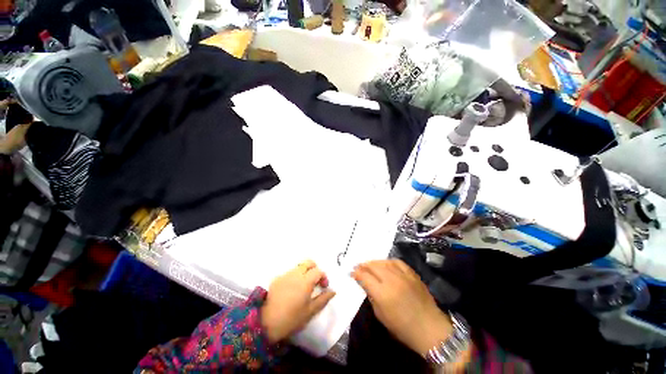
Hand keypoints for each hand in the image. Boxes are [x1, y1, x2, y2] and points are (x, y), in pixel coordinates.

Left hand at [261, 260, 335, 343]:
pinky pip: (289, 273)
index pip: (318, 271)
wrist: (265, 323)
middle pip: (308, 262)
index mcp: (305, 281)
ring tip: (304, 286)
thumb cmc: (291, 319)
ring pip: (299, 267)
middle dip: (314, 268)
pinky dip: (294, 276)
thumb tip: (332, 291)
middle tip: (315, 281)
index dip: (323, 277)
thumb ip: (323, 299)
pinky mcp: (277, 278)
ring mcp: (285, 275)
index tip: (323, 287)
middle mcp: (296, 274)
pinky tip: (292, 289)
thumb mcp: (310, 312)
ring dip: (304, 272)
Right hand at [352, 259, 452, 356]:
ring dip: (374, 262)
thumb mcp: (381, 315)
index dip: (356, 273)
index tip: (352, 273)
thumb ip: (371, 296)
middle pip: (373, 266)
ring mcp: (403, 275)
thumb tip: (365, 283)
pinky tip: (385, 264)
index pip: (364, 276)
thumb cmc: (402, 327)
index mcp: (382, 293)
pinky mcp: (412, 273)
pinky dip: (389, 261)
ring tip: (370, 264)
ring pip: (384, 261)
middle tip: (359, 267)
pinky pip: (397, 262)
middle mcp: (391, 280)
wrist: (430, 328)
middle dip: (363, 265)